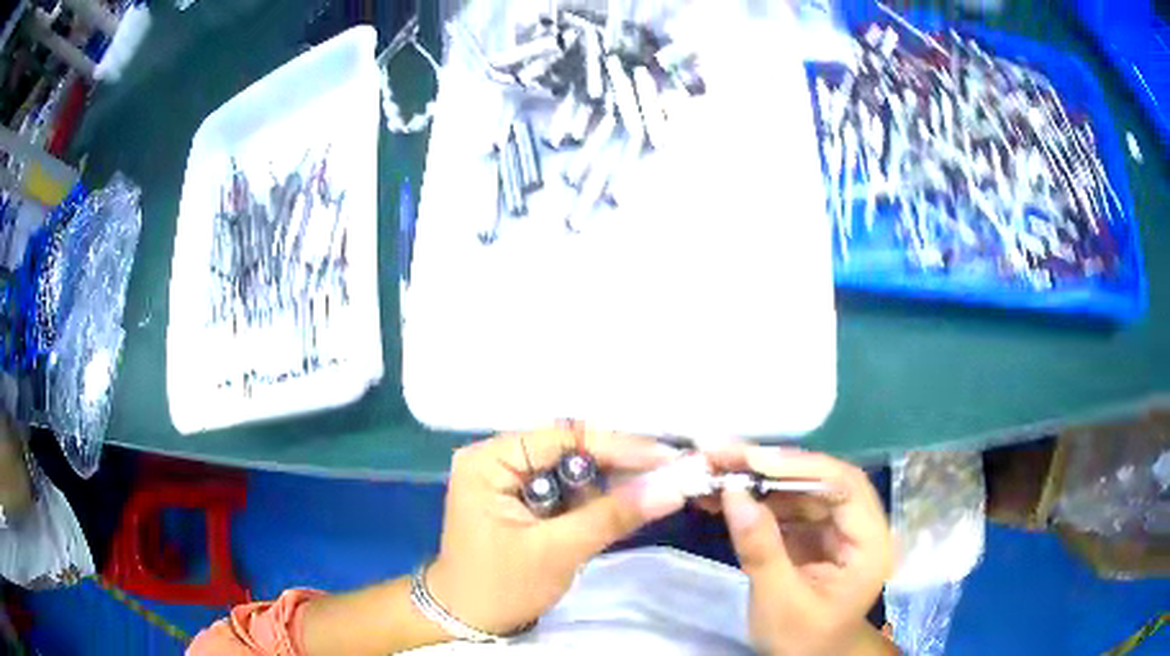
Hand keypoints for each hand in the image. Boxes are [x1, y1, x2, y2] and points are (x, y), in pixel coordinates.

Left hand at [426, 426, 685, 635]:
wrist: (468, 622)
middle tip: (672, 472)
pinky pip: (566, 492)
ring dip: (612, 483)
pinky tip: (629, 502)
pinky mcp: (521, 502)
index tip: (667, 457)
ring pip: (573, 471)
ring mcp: (508, 481)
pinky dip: (596, 500)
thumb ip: (613, 515)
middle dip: (619, 464)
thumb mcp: (558, 551)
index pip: (563, 438)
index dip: (618, 446)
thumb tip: (674, 487)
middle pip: (570, 451)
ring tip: (660, 485)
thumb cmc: (502, 586)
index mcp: (489, 460)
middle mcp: (497, 460)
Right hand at [710, 445, 893, 655]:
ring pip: (802, 488)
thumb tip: (733, 494)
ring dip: (760, 479)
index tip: (752, 461)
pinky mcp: (816, 532)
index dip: (801, 468)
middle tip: (725, 455)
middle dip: (773, 467)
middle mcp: (860, 525)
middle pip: (822, 480)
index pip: (845, 488)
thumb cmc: (802, 639)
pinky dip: (758, 498)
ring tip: (716, 471)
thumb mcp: (778, 602)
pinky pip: (789, 506)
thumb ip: (760, 549)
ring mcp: (838, 527)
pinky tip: (725, 495)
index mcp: (869, 544)